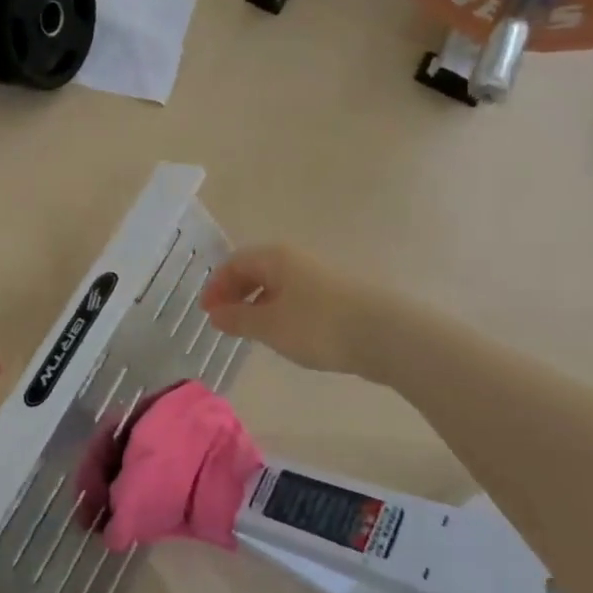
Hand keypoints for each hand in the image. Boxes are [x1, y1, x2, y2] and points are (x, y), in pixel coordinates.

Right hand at [200, 245, 370, 376]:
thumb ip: (238, 319)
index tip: (207, 313)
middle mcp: (295, 259)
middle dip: (235, 294)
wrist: (385, 334)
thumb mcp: (269, 326)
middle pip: (255, 270)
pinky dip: (279, 310)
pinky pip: (295, 297)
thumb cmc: (318, 326)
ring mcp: (318, 276)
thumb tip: (215, 313)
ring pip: (277, 284)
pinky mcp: (336, 296)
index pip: (234, 263)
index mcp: (275, 258)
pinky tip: (284, 333)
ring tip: (251, 331)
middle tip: (224, 321)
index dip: (216, 286)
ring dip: (257, 304)